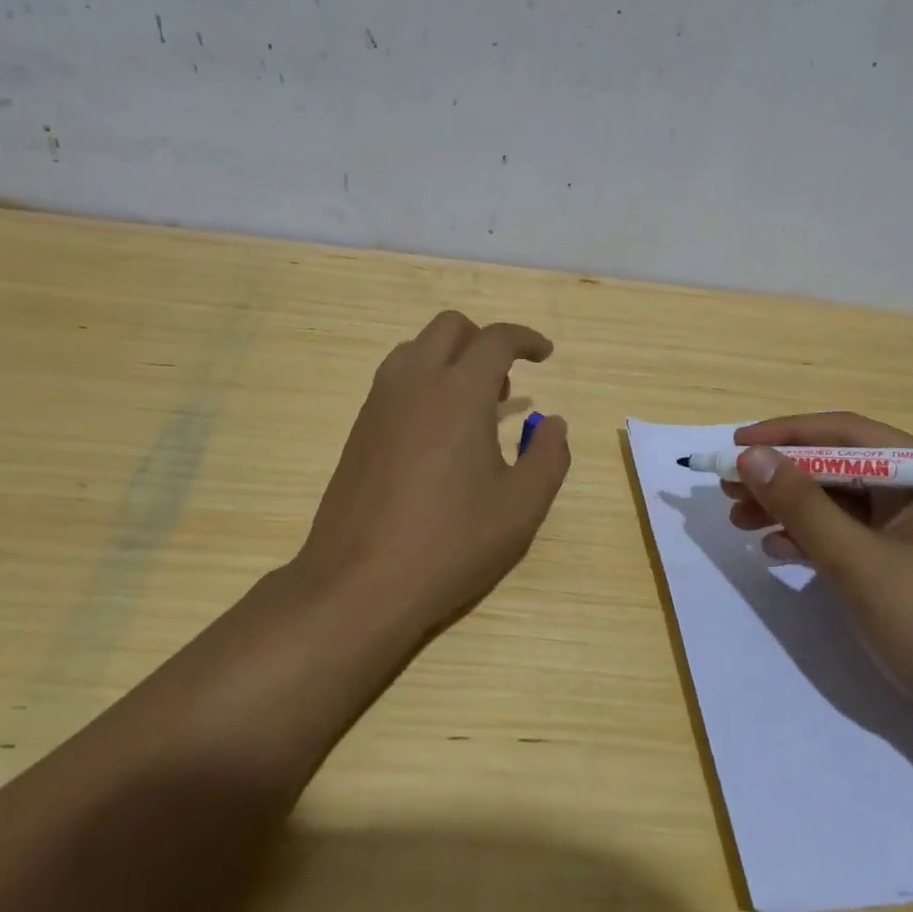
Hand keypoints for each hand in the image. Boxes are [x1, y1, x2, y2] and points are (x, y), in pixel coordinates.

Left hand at [295, 311, 570, 635]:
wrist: (359, 584)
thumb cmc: (449, 543)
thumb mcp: (521, 508)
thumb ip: (549, 457)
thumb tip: (553, 424)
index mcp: (459, 392)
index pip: (496, 339)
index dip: (527, 339)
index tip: (545, 356)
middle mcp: (415, 382)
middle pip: (450, 327)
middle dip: (484, 341)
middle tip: (504, 386)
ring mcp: (380, 402)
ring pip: (416, 348)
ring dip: (449, 359)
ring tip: (470, 409)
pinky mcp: (359, 428)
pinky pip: (395, 379)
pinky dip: (423, 382)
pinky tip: (437, 435)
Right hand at [723, 413, 912, 742]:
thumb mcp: (859, 563)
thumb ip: (802, 506)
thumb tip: (750, 455)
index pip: (845, 435)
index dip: (785, 434)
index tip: (736, 445)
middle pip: (839, 468)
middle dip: (781, 477)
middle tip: (730, 488)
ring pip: (841, 504)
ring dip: (790, 510)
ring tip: (741, 522)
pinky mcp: (911, 567)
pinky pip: (852, 537)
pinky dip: (814, 540)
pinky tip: (778, 551)